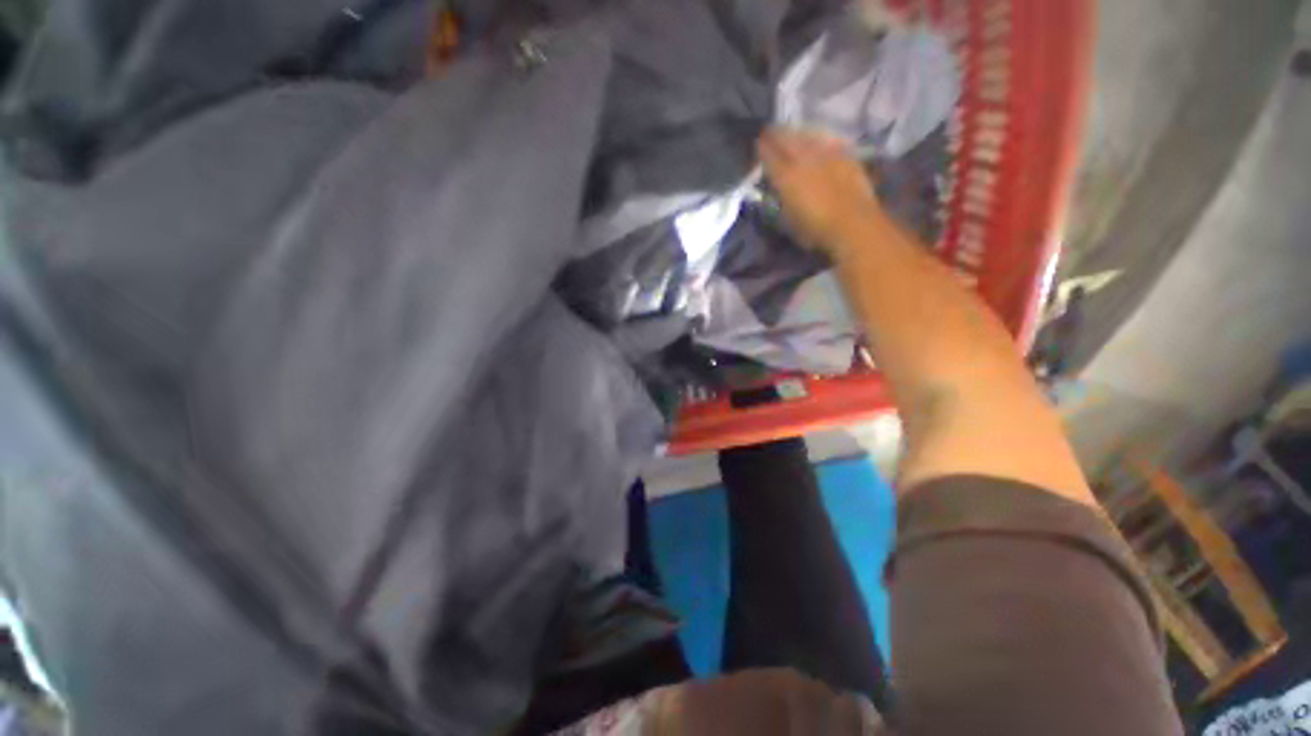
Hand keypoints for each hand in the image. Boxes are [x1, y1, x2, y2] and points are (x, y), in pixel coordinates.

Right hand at [757, 127, 881, 255]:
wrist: (854, 225)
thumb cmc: (816, 231)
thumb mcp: (788, 221)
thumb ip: (780, 200)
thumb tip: (775, 189)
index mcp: (786, 176)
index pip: (769, 155)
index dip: (761, 149)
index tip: (757, 144)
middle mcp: (805, 159)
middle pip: (787, 138)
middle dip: (777, 134)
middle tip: (770, 132)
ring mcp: (827, 154)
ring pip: (808, 134)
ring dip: (797, 132)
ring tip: (792, 132)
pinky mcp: (846, 154)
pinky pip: (828, 140)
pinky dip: (819, 138)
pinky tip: (818, 139)